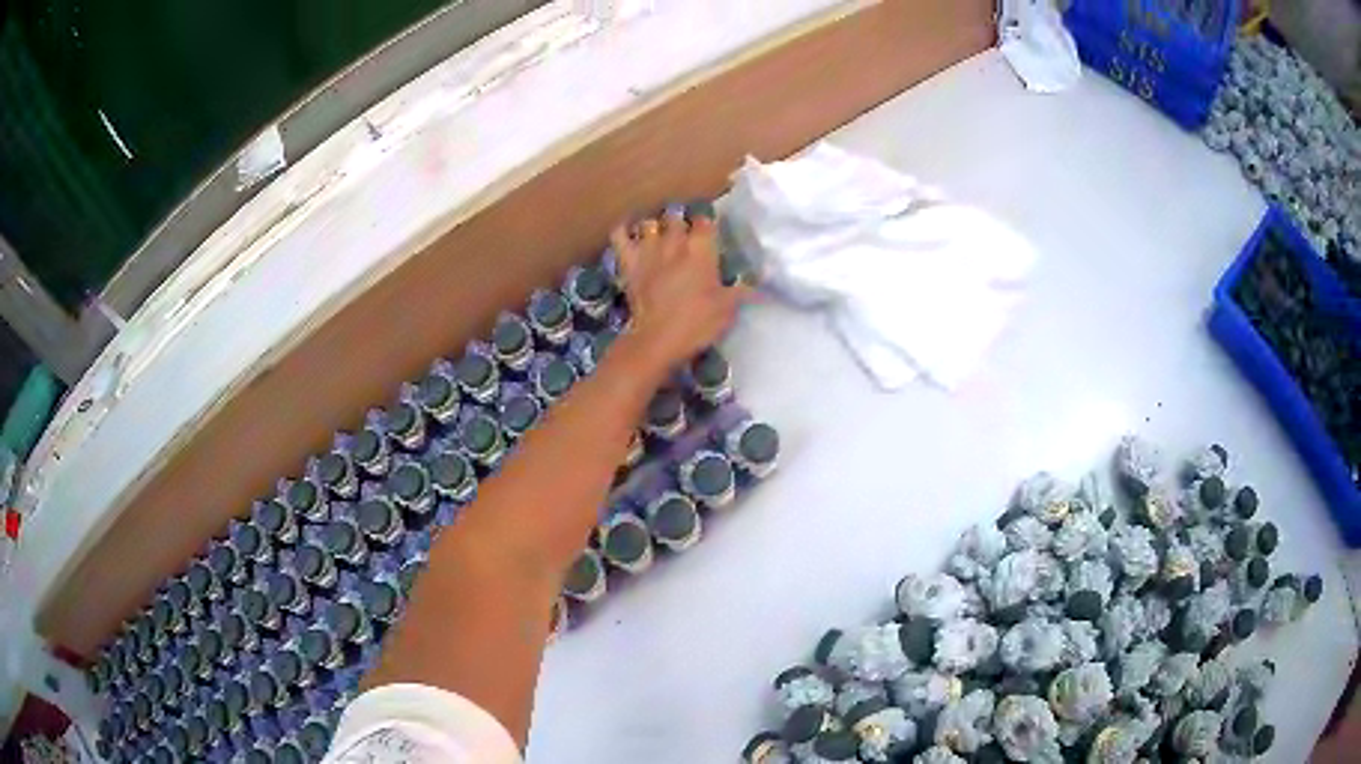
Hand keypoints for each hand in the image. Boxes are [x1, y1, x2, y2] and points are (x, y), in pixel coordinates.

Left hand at [611, 209, 744, 373]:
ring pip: (649, 223)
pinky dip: (623, 230)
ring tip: (659, 238)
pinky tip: (628, 234)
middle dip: (680, 223)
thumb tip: (759, 282)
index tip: (709, 234)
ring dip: (655, 228)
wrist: (658, 339)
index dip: (707, 225)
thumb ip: (742, 290)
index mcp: (701, 248)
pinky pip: (620, 234)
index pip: (705, 220)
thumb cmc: (698, 323)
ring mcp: (647, 249)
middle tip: (685, 238)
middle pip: (676, 217)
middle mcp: (674, 241)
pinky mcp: (627, 261)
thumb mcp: (729, 308)